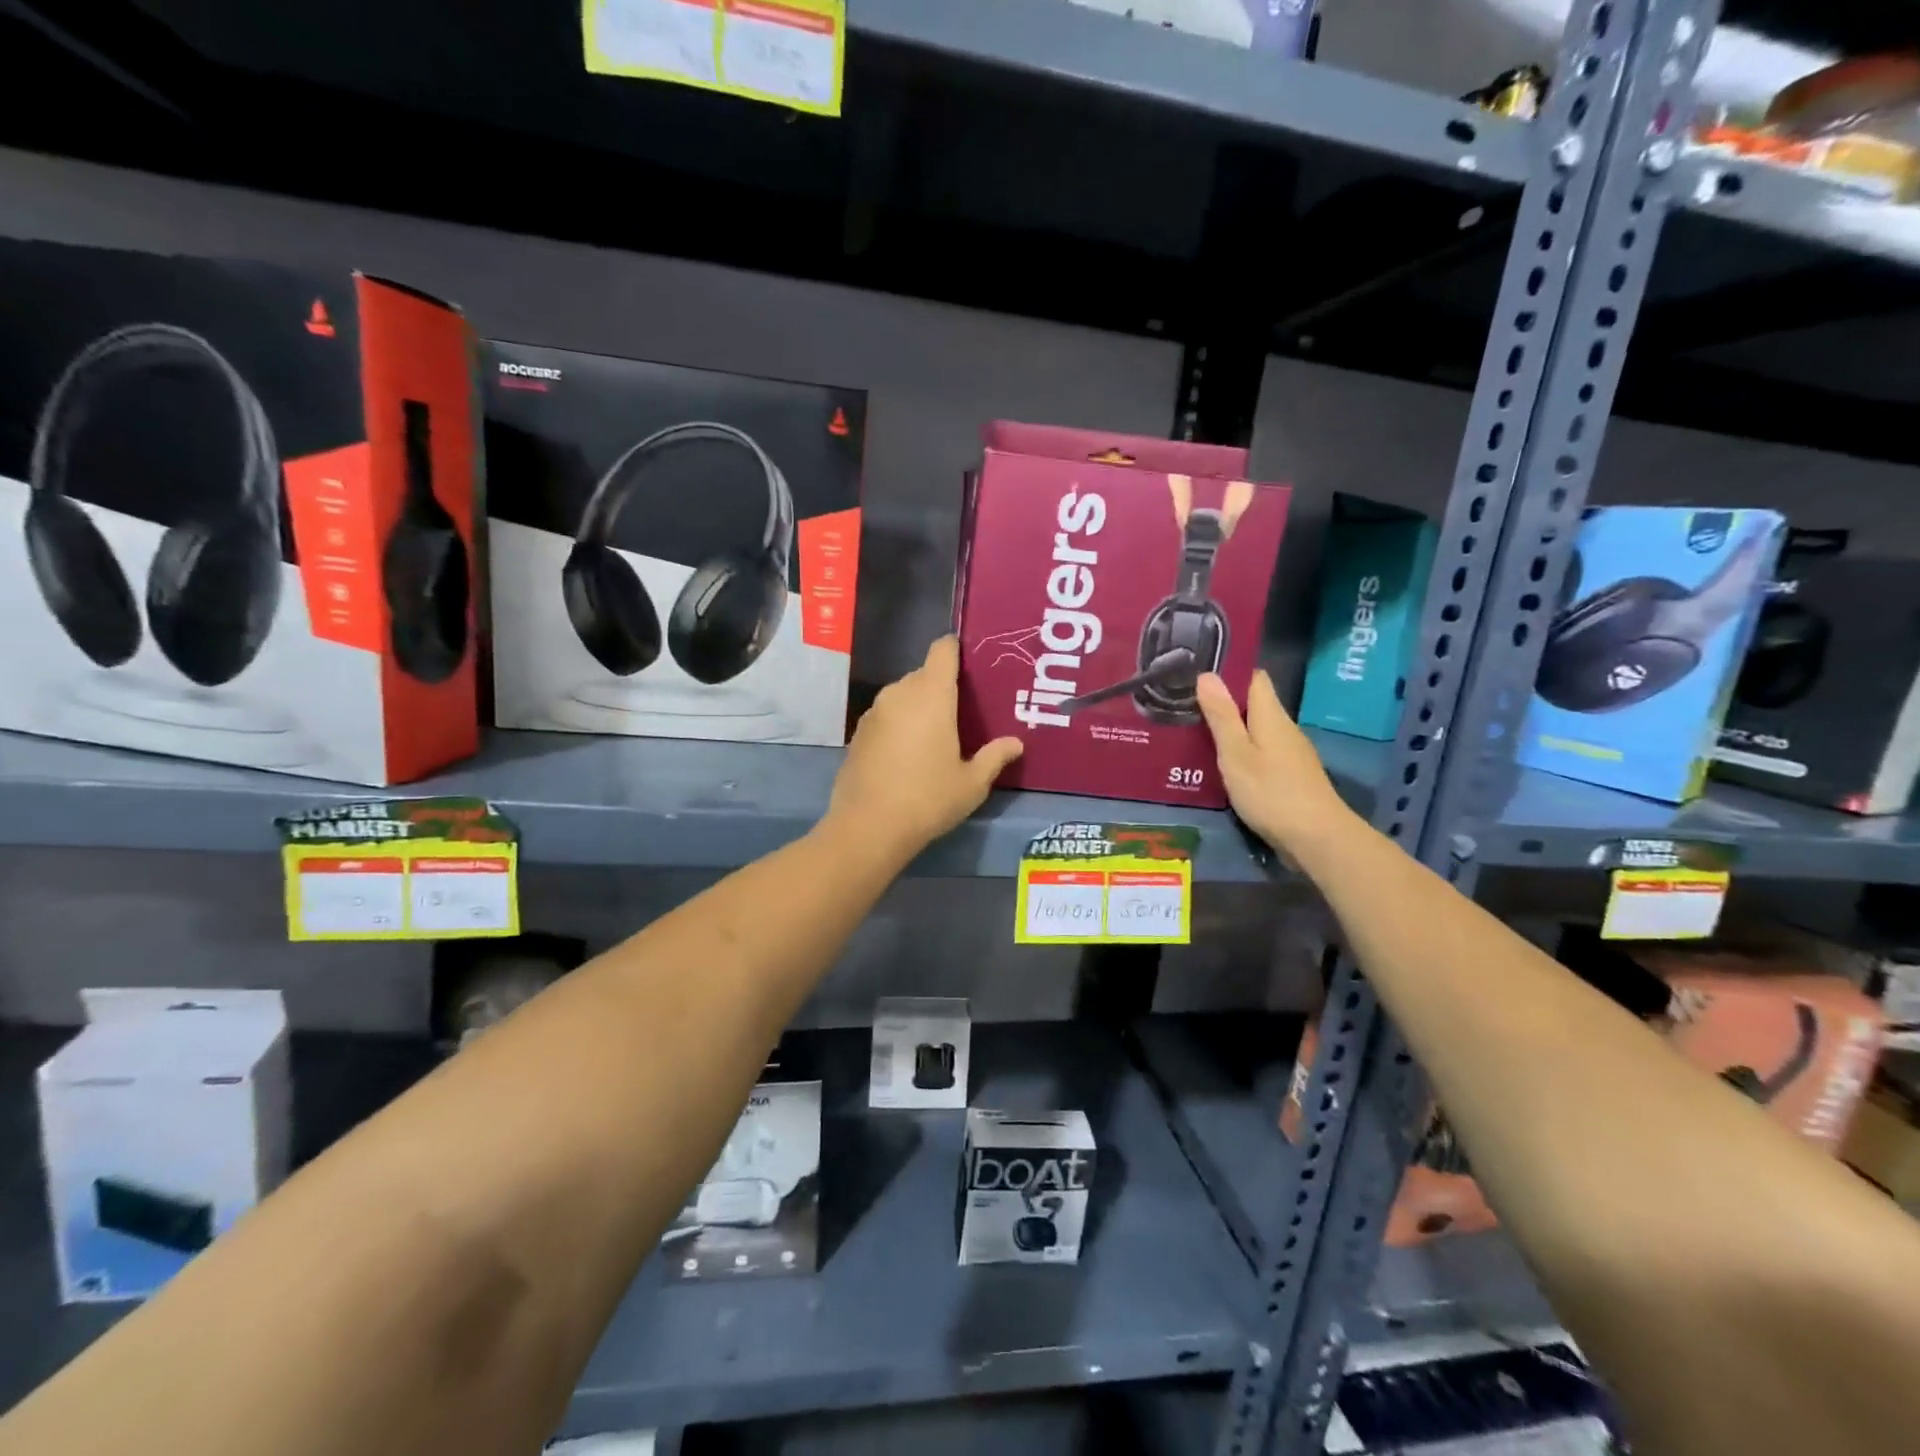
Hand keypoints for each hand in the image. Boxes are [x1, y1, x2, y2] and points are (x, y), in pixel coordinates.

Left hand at [826, 636, 1022, 859]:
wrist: (868, 827)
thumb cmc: (928, 799)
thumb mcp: (972, 783)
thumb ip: (994, 757)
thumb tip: (1015, 743)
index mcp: (931, 695)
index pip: (943, 650)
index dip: (956, 650)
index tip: (970, 664)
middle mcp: (899, 693)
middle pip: (923, 674)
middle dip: (941, 687)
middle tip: (962, 712)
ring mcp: (874, 713)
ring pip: (902, 696)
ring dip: (918, 707)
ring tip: (935, 735)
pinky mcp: (858, 733)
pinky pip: (885, 717)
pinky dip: (898, 725)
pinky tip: (906, 755)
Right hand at [1195, 670, 1353, 858]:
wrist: (1317, 839)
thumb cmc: (1270, 792)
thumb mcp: (1236, 753)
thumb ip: (1222, 716)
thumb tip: (1208, 675)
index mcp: (1271, 716)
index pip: (1255, 678)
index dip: (1230, 672)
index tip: (1198, 674)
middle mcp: (1284, 729)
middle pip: (1254, 705)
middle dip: (1223, 704)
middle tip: (1185, 706)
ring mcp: (1291, 754)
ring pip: (1257, 731)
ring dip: (1231, 730)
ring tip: (1196, 734)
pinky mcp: (1291, 777)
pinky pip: (1262, 753)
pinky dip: (1242, 753)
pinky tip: (1222, 766)